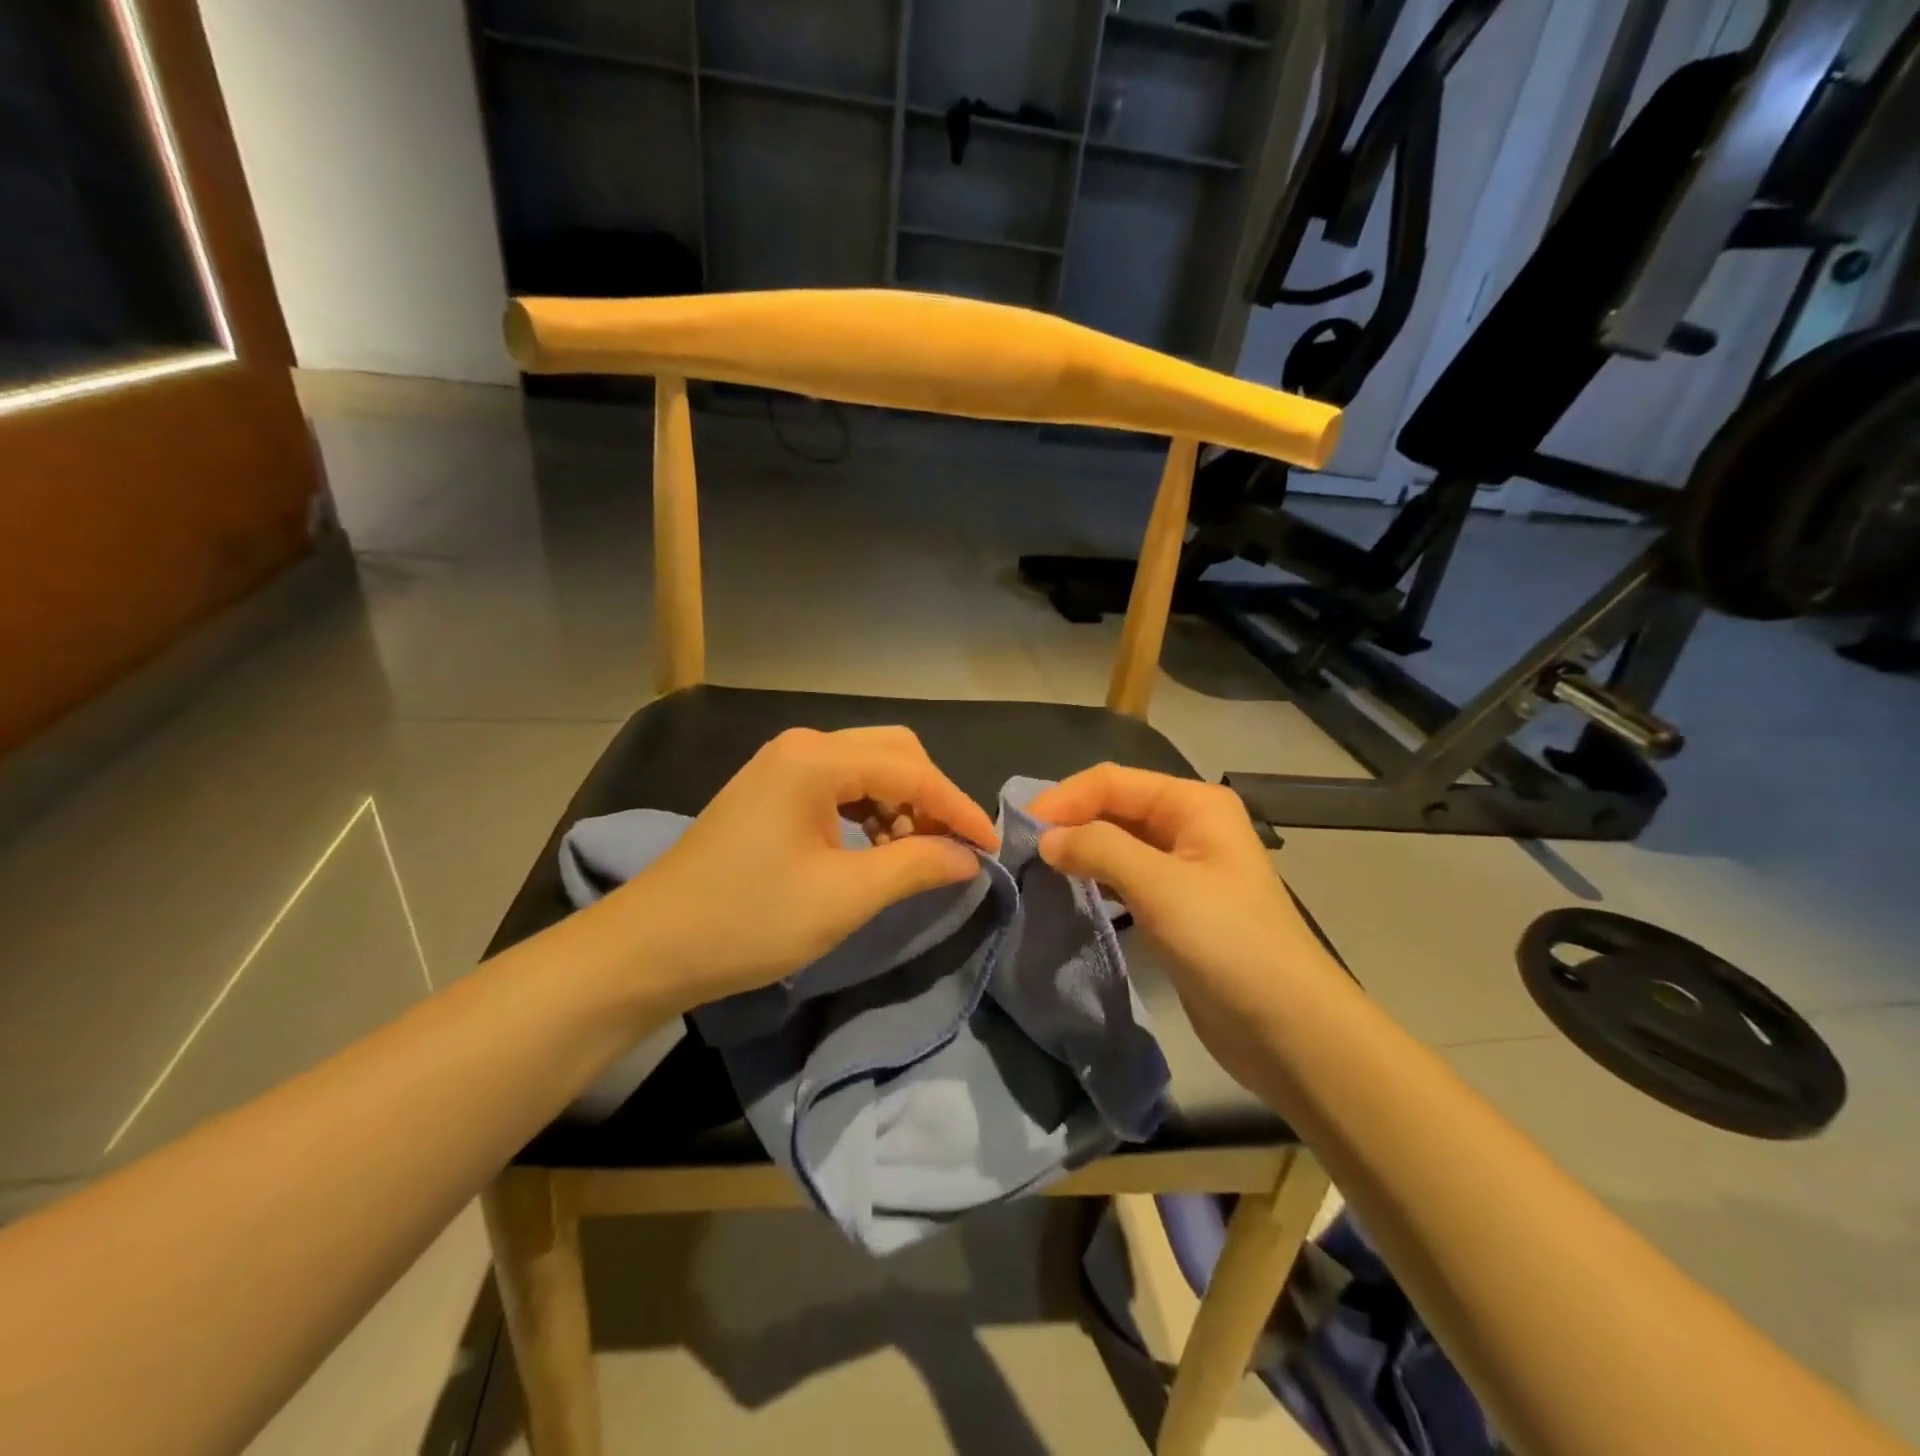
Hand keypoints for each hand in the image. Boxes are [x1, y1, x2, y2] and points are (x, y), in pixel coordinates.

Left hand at [595, 727, 997, 1012]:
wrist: (651, 947)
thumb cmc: (749, 920)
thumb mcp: (844, 896)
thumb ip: (916, 865)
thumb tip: (969, 856)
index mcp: (818, 759)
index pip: (913, 771)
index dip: (958, 808)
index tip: (992, 847)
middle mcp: (802, 746)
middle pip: (894, 753)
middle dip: (931, 798)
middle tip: (953, 848)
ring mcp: (782, 765)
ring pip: (868, 767)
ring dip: (902, 804)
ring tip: (916, 853)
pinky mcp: (772, 790)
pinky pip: (840, 785)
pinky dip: (871, 811)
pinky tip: (876, 847)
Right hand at [1029, 765, 1345, 1086]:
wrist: (1287, 1028)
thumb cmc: (1227, 942)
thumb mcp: (1160, 886)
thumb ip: (1099, 849)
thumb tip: (1046, 839)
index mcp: (1193, 804)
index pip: (1113, 781)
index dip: (1065, 799)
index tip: (1020, 830)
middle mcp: (1189, 826)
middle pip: (1115, 807)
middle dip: (1070, 822)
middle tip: (1021, 850)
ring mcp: (1184, 868)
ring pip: (1118, 844)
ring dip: (1080, 851)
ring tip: (1037, 870)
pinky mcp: (1176, 907)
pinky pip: (1126, 879)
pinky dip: (1096, 880)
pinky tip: (1070, 892)